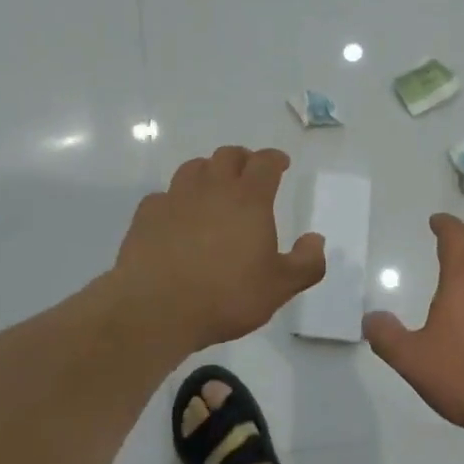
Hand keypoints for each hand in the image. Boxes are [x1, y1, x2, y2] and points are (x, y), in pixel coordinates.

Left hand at [111, 146, 324, 354]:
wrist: (156, 307)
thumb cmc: (226, 295)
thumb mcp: (279, 287)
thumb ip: (306, 263)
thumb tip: (316, 239)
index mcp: (249, 199)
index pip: (265, 163)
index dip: (275, 159)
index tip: (280, 164)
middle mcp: (212, 188)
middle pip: (227, 155)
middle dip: (242, 158)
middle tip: (248, 172)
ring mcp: (175, 198)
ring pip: (193, 168)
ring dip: (207, 171)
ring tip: (213, 188)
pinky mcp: (147, 214)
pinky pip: (163, 196)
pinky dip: (174, 200)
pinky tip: (176, 217)